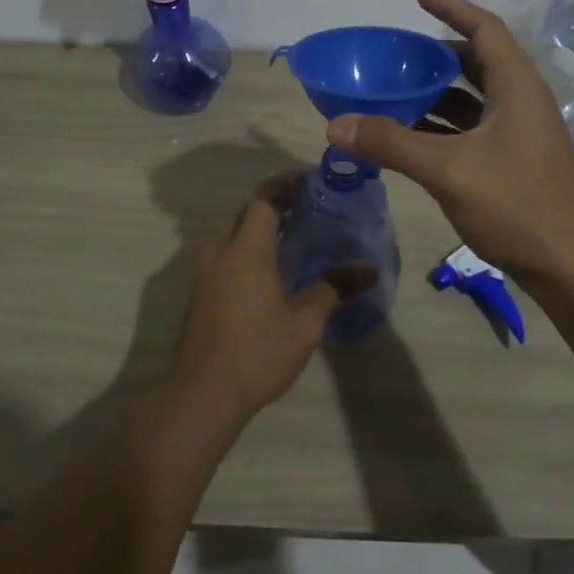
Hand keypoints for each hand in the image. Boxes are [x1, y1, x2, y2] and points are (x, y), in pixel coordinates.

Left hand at [173, 174, 376, 427]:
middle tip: (314, 207)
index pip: (265, 198)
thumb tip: (370, 269)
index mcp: (245, 248)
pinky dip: (252, 250)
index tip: (313, 180)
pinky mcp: (202, 292)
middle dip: (279, 204)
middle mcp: (221, 251)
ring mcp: (206, 272)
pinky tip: (275, 270)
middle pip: (249, 213)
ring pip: (237, 236)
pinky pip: (229, 256)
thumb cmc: (258, 351)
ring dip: (264, 229)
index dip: (287, 184)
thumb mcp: (305, 321)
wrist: (204, 394)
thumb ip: (335, 288)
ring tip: (300, 236)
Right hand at [327, 0, 573, 292]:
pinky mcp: (515, 162)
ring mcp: (521, 134)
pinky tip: (412, 137)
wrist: (573, 268)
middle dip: (437, 54)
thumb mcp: (448, 170)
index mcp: (517, 87)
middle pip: (477, 62)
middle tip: (396, 53)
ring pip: (474, 99)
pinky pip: (473, 129)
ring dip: (437, 93)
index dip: (452, 7)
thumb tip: (336, 124)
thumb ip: (391, 143)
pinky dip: (443, 125)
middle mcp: (522, 102)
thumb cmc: (518, 205)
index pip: (485, 29)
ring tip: (394, 90)